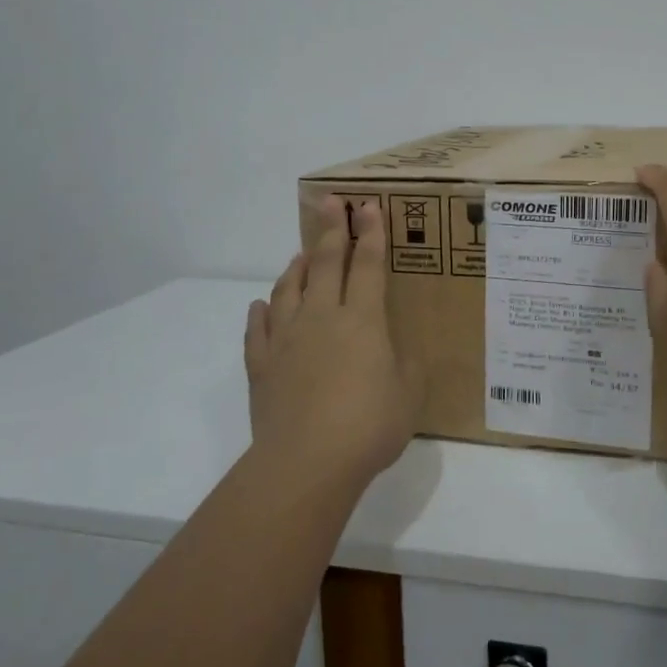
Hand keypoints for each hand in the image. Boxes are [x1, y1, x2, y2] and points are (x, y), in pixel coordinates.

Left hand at [244, 197, 423, 487]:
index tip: (368, 206)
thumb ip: (408, 367)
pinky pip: (258, 330)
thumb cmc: (368, 427)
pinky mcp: (262, 366)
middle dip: (331, 230)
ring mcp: (287, 340)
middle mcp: (322, 318)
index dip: (370, 233)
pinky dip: (261, 313)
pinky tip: (262, 306)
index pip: (368, 265)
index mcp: (363, 321)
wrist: (306, 463)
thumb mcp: (408, 395)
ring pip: (288, 290)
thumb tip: (397, 353)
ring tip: (301, 255)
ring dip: (296, 267)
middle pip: (325, 264)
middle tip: (330, 203)